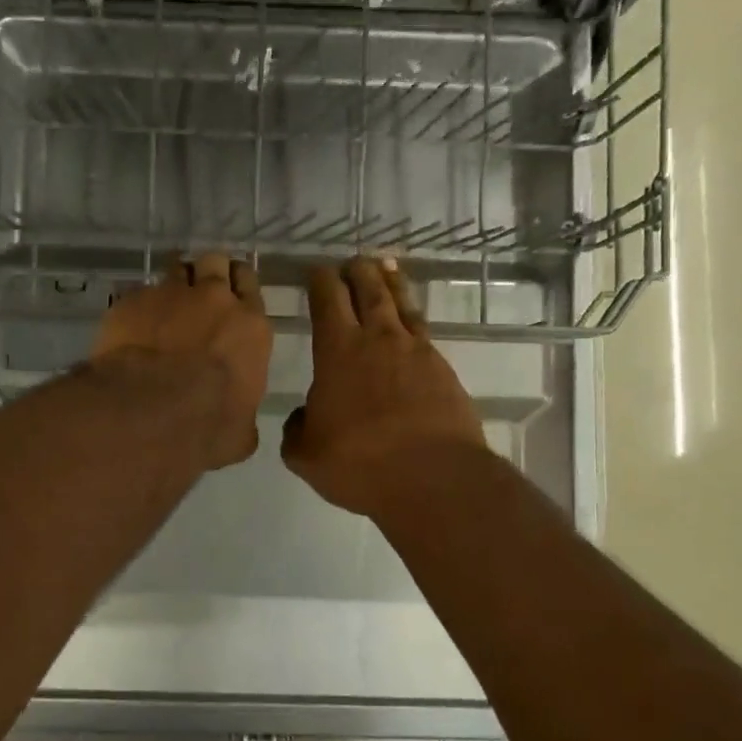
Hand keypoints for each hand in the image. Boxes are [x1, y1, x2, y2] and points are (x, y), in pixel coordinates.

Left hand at [91, 253, 271, 468]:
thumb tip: (239, 424)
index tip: (230, 295)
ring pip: (177, 268)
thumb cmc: (208, 426)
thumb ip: (243, 415)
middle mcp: (214, 299)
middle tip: (199, 292)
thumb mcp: (241, 432)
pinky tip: (132, 327)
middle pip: (215, 262)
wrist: (150, 412)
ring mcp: (170, 294)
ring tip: (165, 303)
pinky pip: (139, 293)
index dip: (238, 286)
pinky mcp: (131, 301)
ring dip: (174, 282)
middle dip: (208, 272)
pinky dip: (139, 306)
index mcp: (250, 327)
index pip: (249, 284)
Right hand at [282, 258, 486, 516]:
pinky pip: (424, 330)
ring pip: (401, 304)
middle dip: (357, 272)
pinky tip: (411, 321)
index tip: (316, 271)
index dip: (320, 281)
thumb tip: (304, 415)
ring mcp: (416, 352)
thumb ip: (297, 429)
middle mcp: (378, 340)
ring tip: (386, 267)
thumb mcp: (306, 454)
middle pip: (368, 290)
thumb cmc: (360, 462)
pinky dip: (413, 316)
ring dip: (390, 283)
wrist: (433, 478)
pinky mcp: (443, 370)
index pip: (327, 300)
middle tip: (352, 262)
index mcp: (338, 350)